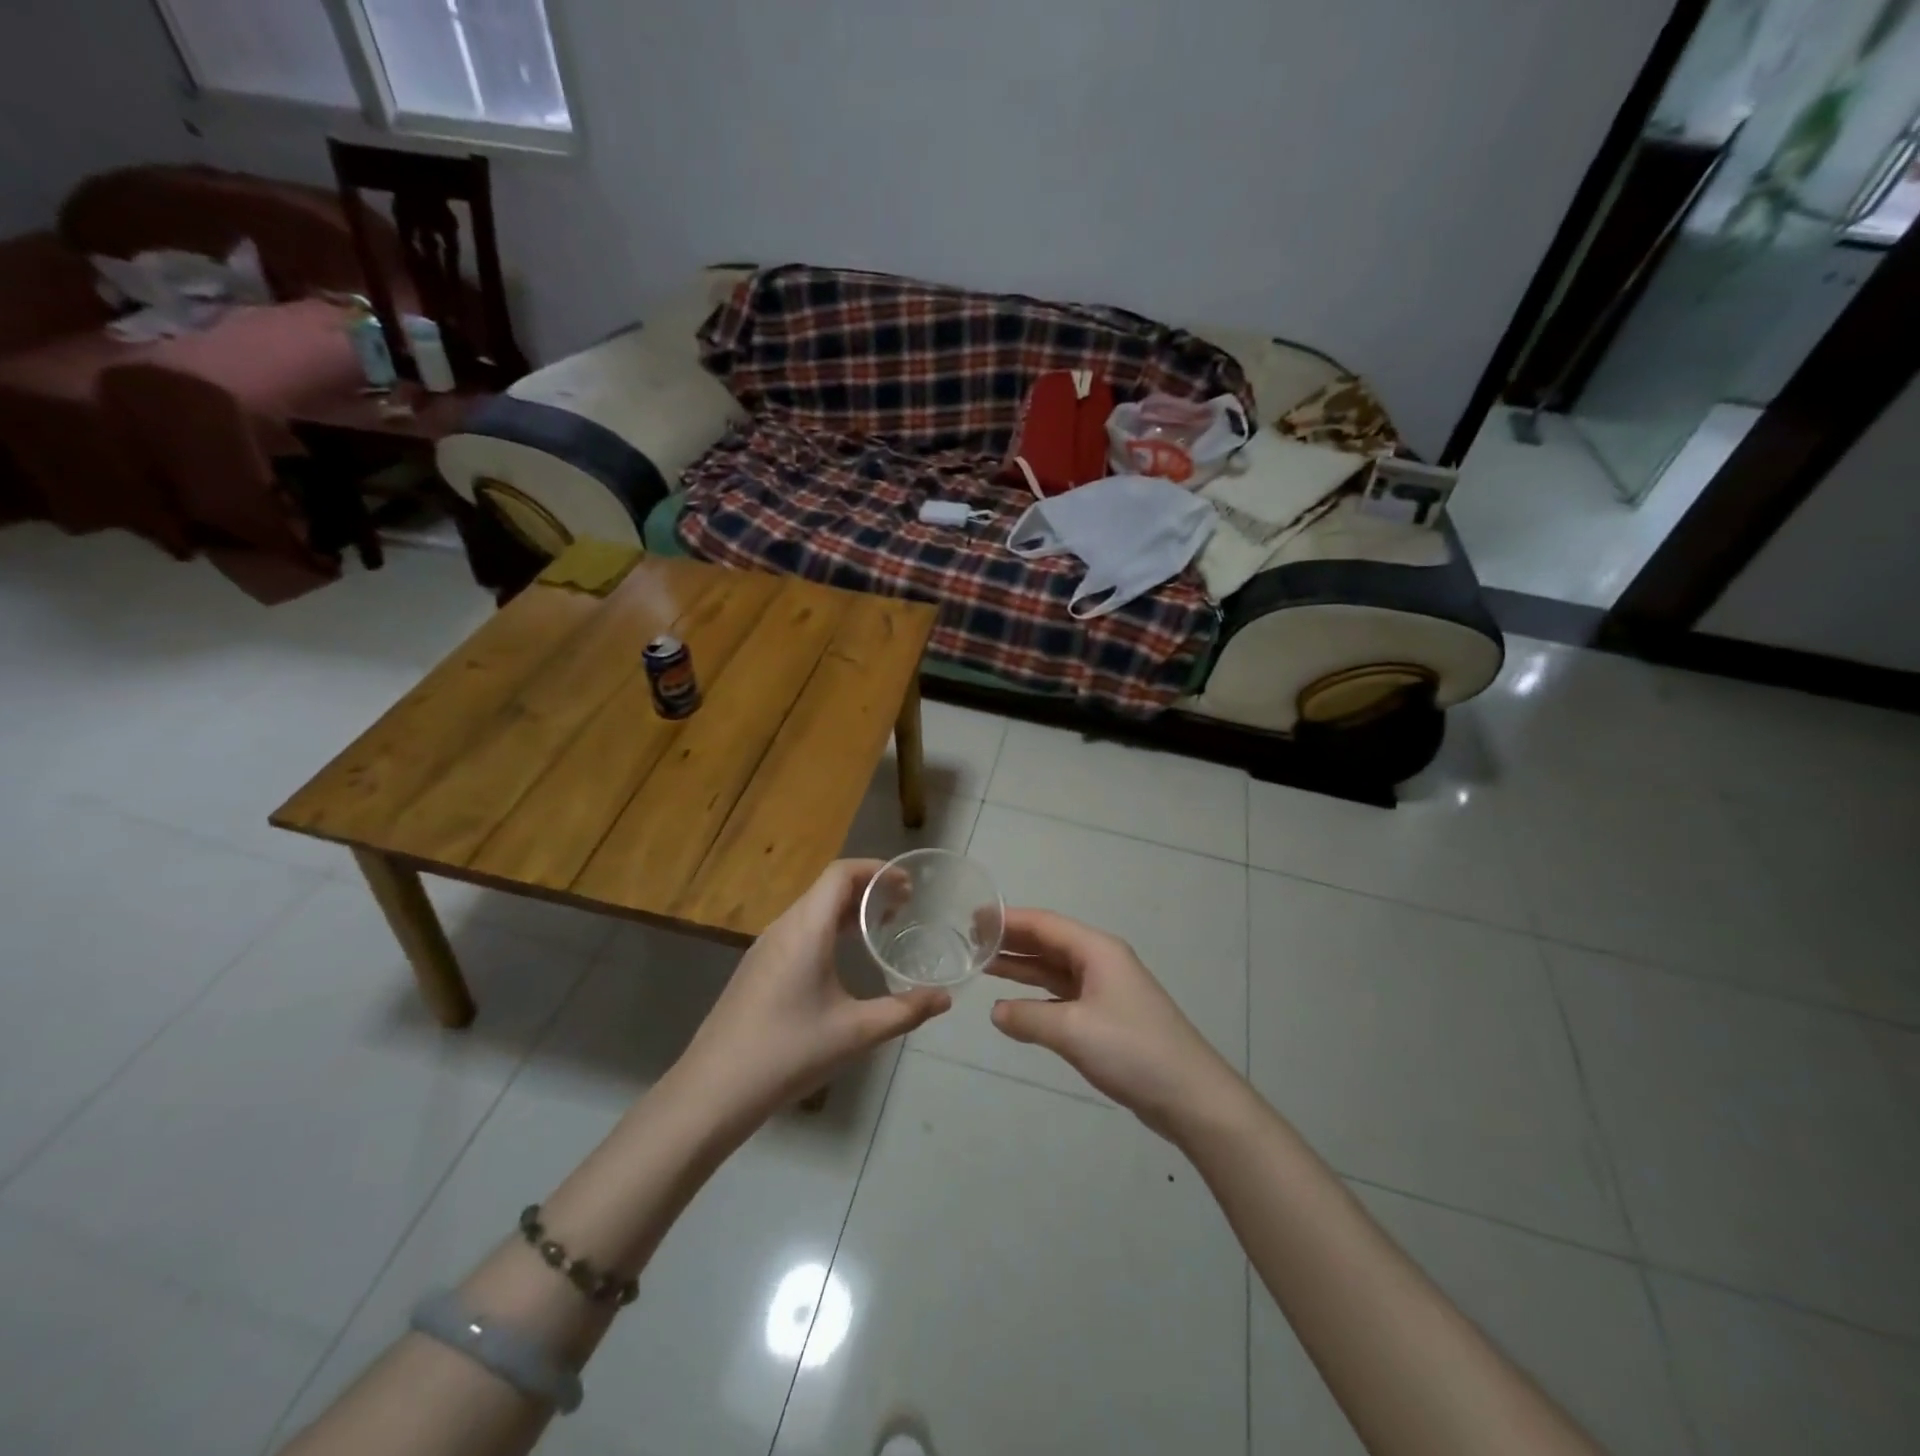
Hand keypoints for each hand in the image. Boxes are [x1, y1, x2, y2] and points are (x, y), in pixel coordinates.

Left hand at [672, 860, 951, 1128]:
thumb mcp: (856, 1033)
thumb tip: (945, 998)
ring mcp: (765, 947)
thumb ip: (904, 1011)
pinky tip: (842, 959)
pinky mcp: (756, 968)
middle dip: (868, 889)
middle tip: (904, 906)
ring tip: (879, 928)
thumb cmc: (788, 1053)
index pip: (841, 873)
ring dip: (846, 909)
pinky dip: (827, 928)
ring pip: (811, 910)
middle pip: (827, 888)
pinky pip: (798, 930)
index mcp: (806, 929)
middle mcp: (783, 927)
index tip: (908, 884)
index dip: (876, 869)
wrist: (713, 1091)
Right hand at [988, 909, 1243, 1139]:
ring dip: (1021, 967)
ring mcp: (1105, 990)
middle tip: (969, 941)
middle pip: (1048, 943)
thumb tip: (996, 1012)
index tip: (971, 918)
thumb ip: (1028, 1017)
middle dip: (1011, 941)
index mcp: (1097, 950)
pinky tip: (1014, 1004)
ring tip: (983, 965)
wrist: (1191, 1097)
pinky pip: (1063, 995)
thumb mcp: (1073, 1031)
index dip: (1007, 920)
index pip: (1043, 924)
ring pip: (1054, 970)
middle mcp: (1101, 962)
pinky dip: (1037, 996)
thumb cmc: (1132, 1051)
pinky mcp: (1107, 1018)